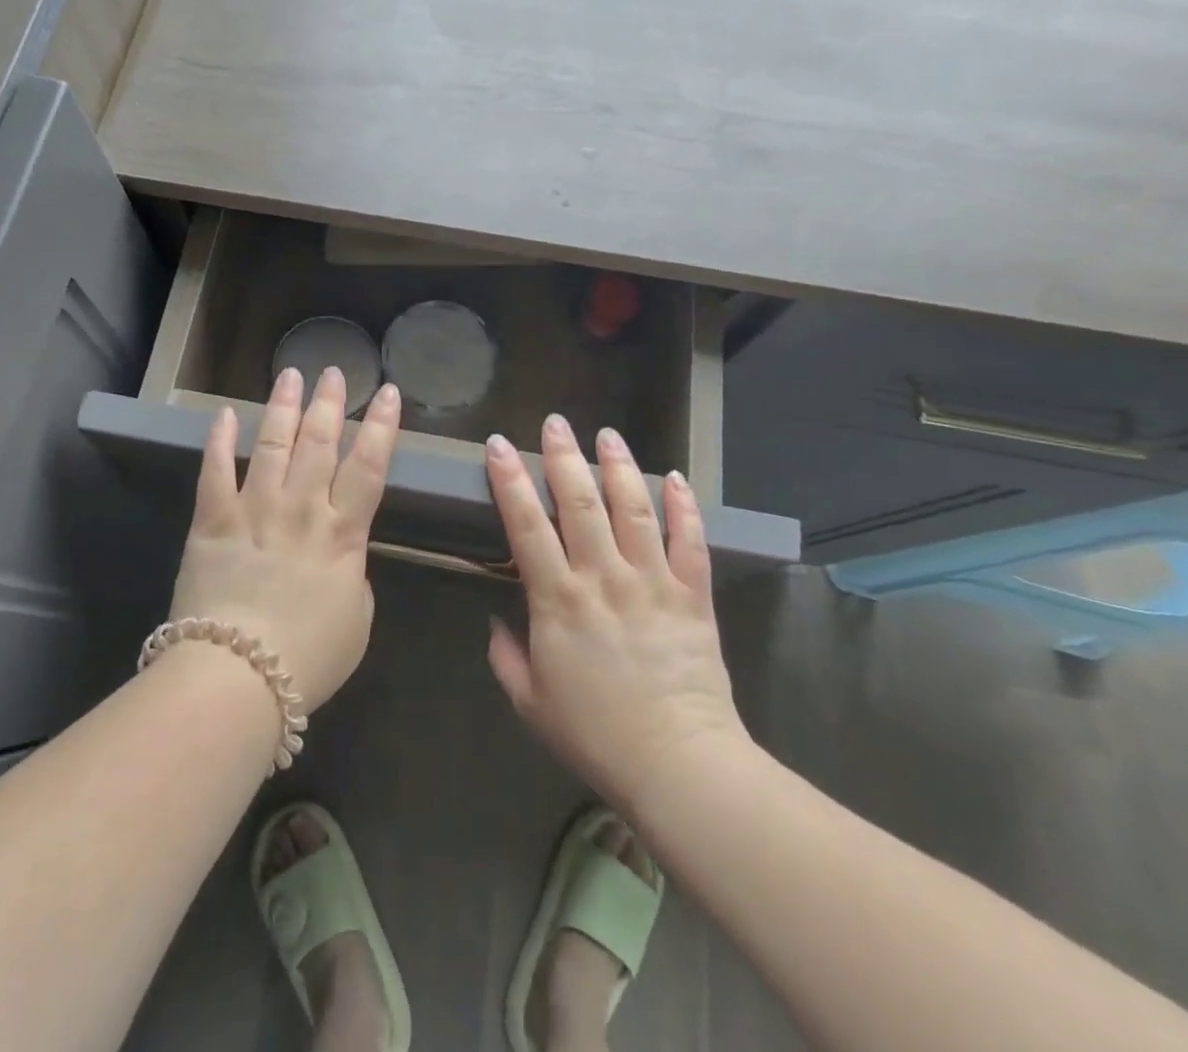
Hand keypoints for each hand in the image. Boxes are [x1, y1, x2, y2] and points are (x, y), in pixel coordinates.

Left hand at [167, 366, 400, 713]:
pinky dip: (219, 440)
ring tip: (290, 375)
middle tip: (334, 371)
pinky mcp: (212, 521)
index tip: (389, 392)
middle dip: (329, 403)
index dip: (382, 426)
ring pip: (272, 444)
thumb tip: (342, 556)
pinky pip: (215, 471)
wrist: (239, 676)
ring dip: (282, 407)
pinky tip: (225, 414)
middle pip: (319, 443)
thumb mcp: (357, 620)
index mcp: (343, 533)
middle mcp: (301, 509)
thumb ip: (354, 575)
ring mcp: (254, 510)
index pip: (370, 466)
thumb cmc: (309, 657)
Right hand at [484, 415, 749, 810]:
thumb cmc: (595, 735)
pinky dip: (684, 507)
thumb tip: (496, 619)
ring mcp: (651, 582)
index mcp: (558, 600)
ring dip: (618, 467)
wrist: (677, 764)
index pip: (526, 525)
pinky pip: (689, 541)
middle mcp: (603, 577)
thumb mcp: (530, 702)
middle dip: (563, 457)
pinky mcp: (692, 595)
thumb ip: (506, 656)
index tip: (498, 445)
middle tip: (555, 422)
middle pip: (579, 503)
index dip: (509, 480)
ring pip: (633, 509)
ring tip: (607, 434)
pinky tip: (675, 479)